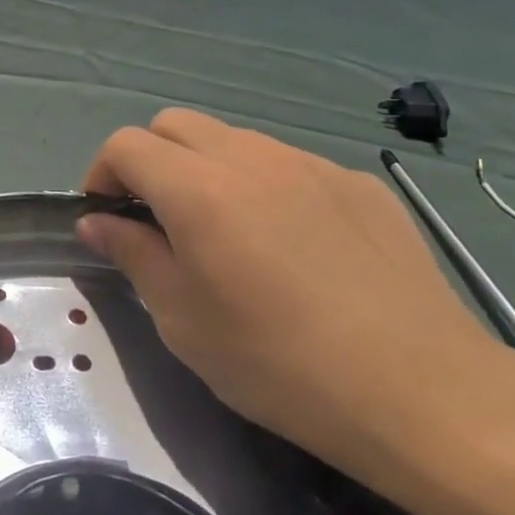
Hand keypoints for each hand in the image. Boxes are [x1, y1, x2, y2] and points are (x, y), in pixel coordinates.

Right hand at [78, 110, 514, 482]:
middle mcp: (251, 158)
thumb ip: (133, 256)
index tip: (108, 220)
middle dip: (150, 161)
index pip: (126, 145)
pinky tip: (292, 246)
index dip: (102, 175)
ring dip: (206, 170)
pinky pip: (290, 165)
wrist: (418, 390)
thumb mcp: (182, 320)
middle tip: (157, 221)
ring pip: (234, 140)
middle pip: (175, 124)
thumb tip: (96, 222)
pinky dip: (265, 187)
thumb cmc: (278, 364)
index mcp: (198, 189)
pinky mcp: (358, 184)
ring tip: (226, 234)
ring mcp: (311, 165)